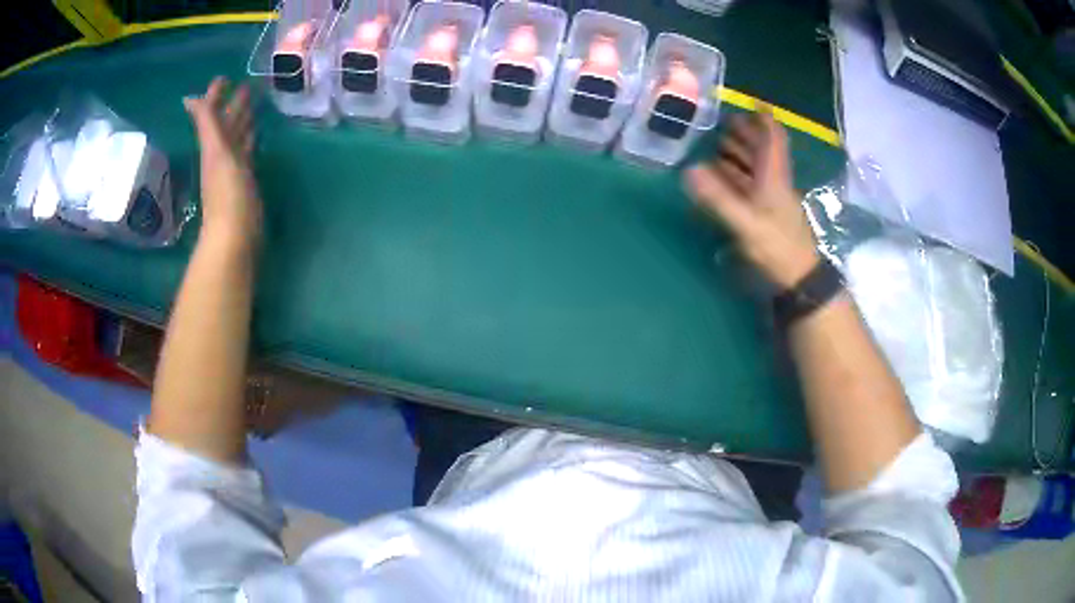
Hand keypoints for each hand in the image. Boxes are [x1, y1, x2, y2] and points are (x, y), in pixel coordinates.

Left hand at [184, 77, 261, 246]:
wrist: (236, 236)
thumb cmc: (227, 192)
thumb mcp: (216, 152)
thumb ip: (206, 123)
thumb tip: (190, 98)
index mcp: (214, 146)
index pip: (213, 115)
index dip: (217, 96)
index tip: (225, 78)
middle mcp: (222, 154)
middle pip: (227, 125)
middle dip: (233, 105)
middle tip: (246, 86)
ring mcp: (234, 168)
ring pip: (237, 138)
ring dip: (243, 121)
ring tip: (254, 105)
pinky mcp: (246, 181)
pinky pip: (247, 154)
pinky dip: (250, 141)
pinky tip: (256, 136)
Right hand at [684, 112, 819, 288]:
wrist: (800, 280)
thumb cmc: (777, 247)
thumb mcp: (746, 223)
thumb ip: (718, 198)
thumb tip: (688, 170)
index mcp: (773, 177)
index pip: (773, 139)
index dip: (764, 119)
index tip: (753, 103)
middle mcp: (775, 182)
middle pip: (763, 150)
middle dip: (747, 134)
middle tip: (725, 123)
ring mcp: (773, 199)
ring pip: (758, 168)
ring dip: (742, 154)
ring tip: (720, 145)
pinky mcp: (769, 215)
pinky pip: (753, 186)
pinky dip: (740, 177)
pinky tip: (726, 179)